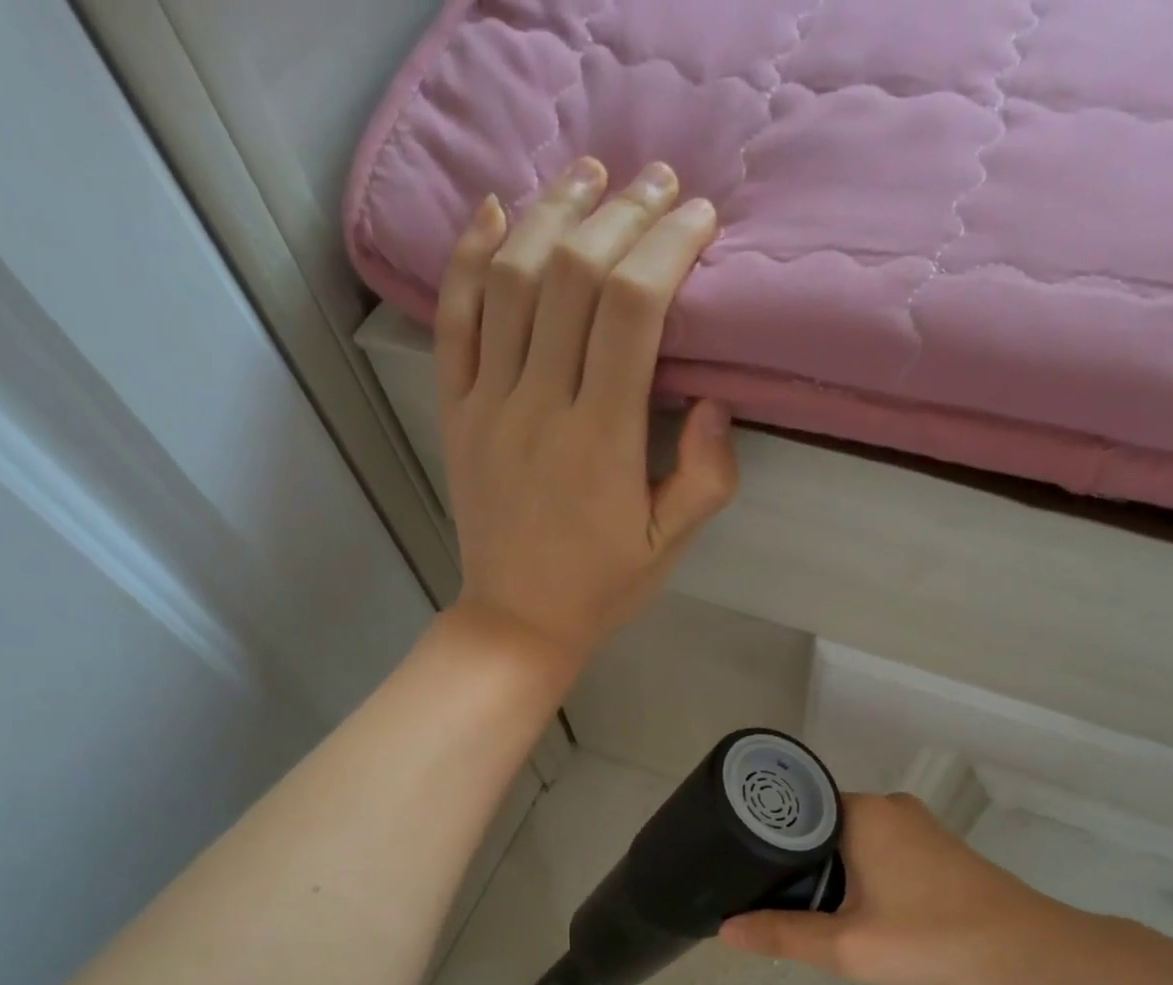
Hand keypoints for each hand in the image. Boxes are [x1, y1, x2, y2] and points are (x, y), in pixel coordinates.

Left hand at [435, 157, 738, 669]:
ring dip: (551, 214)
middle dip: (620, 215)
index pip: (631, 309)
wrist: (518, 620)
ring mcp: (488, 404)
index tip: (698, 219)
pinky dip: (470, 258)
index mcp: (600, 438)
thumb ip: (706, 477)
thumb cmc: (602, 586)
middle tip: (656, 183)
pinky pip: (454, 321)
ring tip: (588, 176)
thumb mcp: (670, 545)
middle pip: (574, 276)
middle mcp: (539, 405)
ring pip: (512, 281)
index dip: (666, 248)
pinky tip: (495, 213)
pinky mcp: (456, 412)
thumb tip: (718, 401)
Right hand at [719, 793, 1105, 984]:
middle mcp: (888, 806)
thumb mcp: (847, 946)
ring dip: (829, 873)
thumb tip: (725, 930)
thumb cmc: (933, 941)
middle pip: (820, 826)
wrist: (1031, 956)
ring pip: (851, 842)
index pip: (794, 809)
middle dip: (795, 863)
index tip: (738, 870)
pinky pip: (878, 852)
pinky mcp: (937, 850)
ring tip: (801, 911)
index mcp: (863, 812)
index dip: (763, 840)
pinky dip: (858, 876)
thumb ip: (782, 935)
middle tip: (766, 901)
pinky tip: (852, 912)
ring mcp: (917, 827)